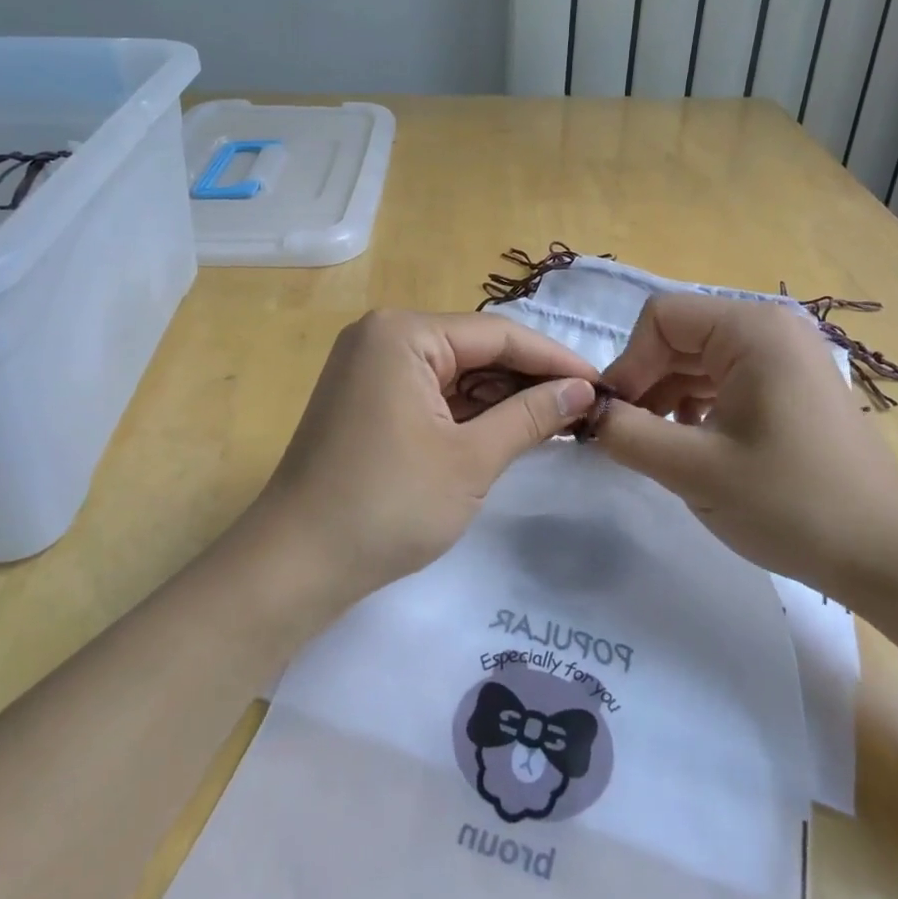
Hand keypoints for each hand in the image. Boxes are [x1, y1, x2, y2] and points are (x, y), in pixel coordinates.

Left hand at [244, 310, 598, 604]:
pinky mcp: (366, 400)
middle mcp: (383, 336)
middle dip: (528, 380)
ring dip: (501, 398)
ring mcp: (370, 368)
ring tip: (557, 421)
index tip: (603, 384)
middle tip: (584, 409)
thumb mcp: (471, 458)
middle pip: (475, 349)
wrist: (294, 565)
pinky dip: (469, 412)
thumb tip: (584, 390)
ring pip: (455, 372)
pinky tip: (508, 429)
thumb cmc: (388, 505)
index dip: (554, 360)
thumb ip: (532, 416)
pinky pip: (431, 393)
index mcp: (403, 333)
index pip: (497, 334)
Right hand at [595, 293, 897, 602]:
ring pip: (700, 360)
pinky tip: (692, 445)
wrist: (886, 557)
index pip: (661, 317)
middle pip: (681, 335)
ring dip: (667, 396)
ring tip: (656, 445)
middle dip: (646, 380)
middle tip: (627, 435)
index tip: (617, 416)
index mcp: (753, 329)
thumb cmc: (791, 503)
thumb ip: (627, 433)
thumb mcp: (694, 469)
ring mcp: (787, 357)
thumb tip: (587, 413)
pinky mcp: (792, 387)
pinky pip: (726, 379)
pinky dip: (697, 405)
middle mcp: (771, 328)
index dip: (629, 362)